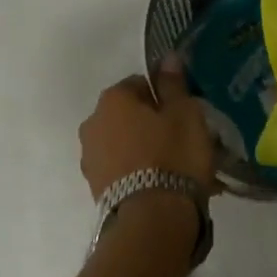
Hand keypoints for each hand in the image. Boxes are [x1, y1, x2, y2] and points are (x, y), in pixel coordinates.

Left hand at [78, 59, 217, 200]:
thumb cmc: (173, 155)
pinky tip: (165, 186)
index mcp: (112, 99)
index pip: (140, 84)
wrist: (152, 219)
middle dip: (153, 124)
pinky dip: (141, 173)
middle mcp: (92, 124)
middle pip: (129, 116)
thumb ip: (174, 84)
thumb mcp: (185, 114)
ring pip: (125, 144)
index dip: (164, 97)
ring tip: (177, 168)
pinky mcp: (96, 188)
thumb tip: (168, 58)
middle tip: (183, 140)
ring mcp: (91, 158)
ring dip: (146, 150)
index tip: (183, 114)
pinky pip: (123, 170)